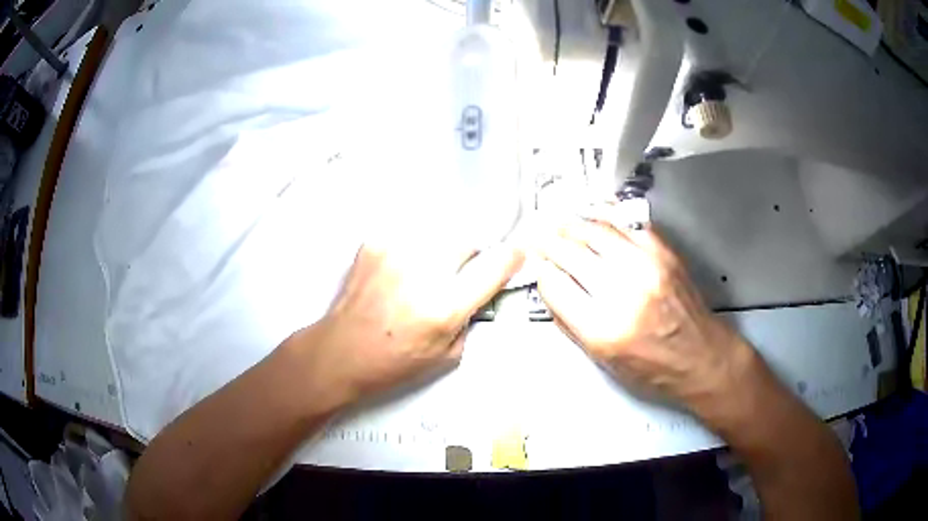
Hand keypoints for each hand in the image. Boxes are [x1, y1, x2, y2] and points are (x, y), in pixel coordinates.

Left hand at [295, 238, 522, 405]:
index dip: (511, 258)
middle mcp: (421, 273)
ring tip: (419, 278)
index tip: (517, 253)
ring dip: (438, 254)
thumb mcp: (445, 356)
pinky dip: (411, 252)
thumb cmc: (391, 362)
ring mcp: (395, 253)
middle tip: (453, 278)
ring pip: (438, 236)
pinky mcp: (374, 244)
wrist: (340, 351)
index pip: (492, 269)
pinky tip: (398, 273)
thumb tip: (479, 292)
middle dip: (468, 258)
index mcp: (443, 307)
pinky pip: (409, 237)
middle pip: (466, 243)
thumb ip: (468, 320)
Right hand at [536, 205, 760, 424]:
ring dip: (572, 224)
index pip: (555, 285)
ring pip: (596, 231)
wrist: (700, 356)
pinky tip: (593, 214)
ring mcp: (646, 267)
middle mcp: (624, 293)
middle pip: (571, 252)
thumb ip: (570, 322)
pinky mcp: (663, 253)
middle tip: (538, 237)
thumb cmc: (653, 367)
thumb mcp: (602, 360)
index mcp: (603, 329)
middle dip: (548, 242)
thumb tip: (550, 288)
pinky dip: (605, 214)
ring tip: (560, 223)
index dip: (540, 271)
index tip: (535, 265)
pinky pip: (626, 222)